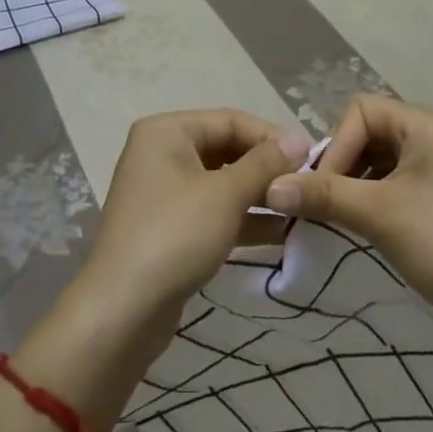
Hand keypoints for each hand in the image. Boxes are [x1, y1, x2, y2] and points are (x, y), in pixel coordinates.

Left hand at [76, 109, 310, 353]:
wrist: (122, 311)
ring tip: (298, 209)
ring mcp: (162, 191)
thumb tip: (299, 138)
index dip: (271, 136)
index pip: (230, 120)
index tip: (310, 157)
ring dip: (257, 194)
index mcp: (167, 131)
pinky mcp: (168, 226)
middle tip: (305, 185)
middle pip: (225, 148)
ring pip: (220, 182)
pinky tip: (278, 233)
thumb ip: (264, 163)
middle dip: (265, 167)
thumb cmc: (176, 235)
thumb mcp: (226, 194)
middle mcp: (161, 152)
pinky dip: (240, 217)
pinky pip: (211, 210)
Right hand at [263, 95, 432, 345]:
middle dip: (342, 164)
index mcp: (424, 122)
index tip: (324, 190)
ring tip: (341, 216)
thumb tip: (269, 188)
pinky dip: (371, 196)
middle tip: (325, 203)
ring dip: (354, 183)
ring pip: (377, 158)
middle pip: (367, 131)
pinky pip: (392, 179)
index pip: (359, 112)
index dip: (336, 146)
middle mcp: (432, 132)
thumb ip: (323, 195)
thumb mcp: (379, 215)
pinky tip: (364, 224)